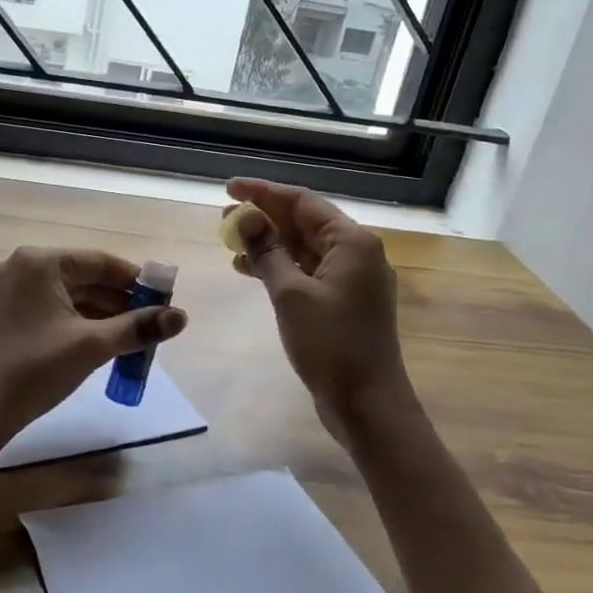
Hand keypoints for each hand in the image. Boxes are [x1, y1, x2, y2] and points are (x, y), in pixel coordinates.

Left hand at [0, 247, 187, 441]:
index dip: (135, 280)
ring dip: (98, 313)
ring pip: (66, 295)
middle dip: (118, 301)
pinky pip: (48, 308)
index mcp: (39, 262)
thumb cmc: (36, 369)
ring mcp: (6, 291)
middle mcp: (19, 267)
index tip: (163, 299)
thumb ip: (138, 327)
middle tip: (150, 323)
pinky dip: (75, 321)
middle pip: (82, 277)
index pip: (99, 262)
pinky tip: (98, 342)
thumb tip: (181, 317)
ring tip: (130, 337)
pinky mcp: (1, 314)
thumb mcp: (92, 345)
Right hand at [227, 178, 411, 437]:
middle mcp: (356, 253)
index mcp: (351, 242)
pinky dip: (280, 267)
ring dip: (269, 242)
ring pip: (304, 248)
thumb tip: (246, 218)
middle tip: (224, 218)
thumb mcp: (291, 294)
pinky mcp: (343, 302)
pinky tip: (249, 270)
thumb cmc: (330, 345)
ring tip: (230, 242)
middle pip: (304, 222)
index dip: (263, 192)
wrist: (368, 404)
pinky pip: (307, 271)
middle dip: (264, 217)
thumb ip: (267, 251)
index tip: (229, 188)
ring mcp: (352, 279)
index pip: (302, 202)